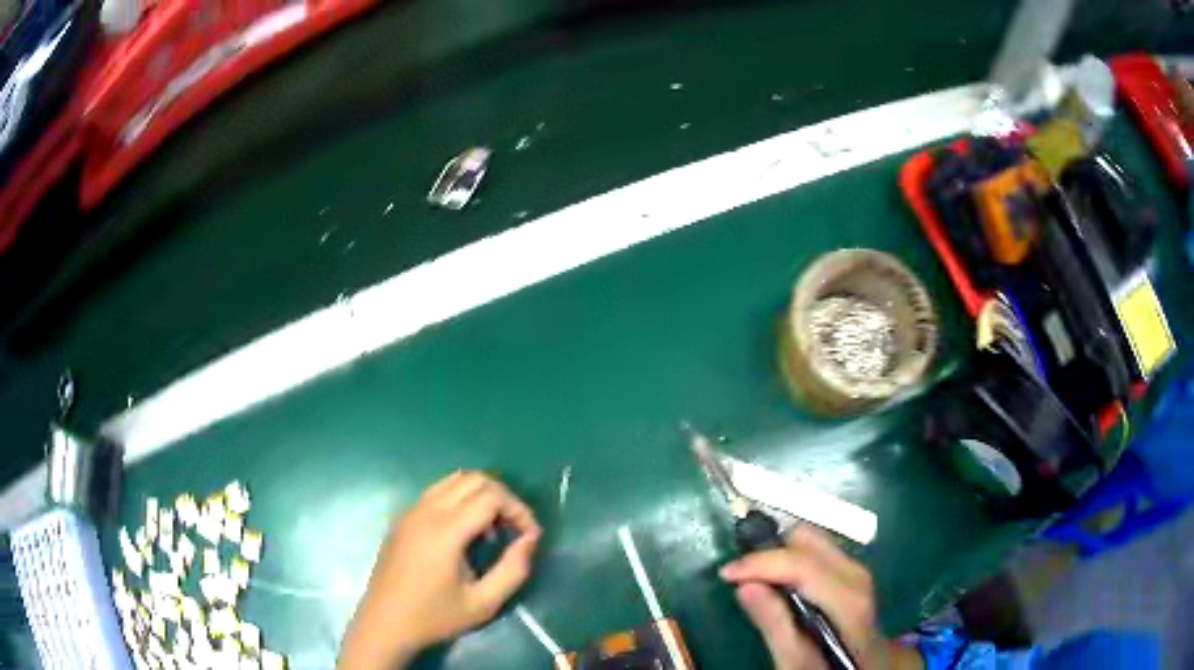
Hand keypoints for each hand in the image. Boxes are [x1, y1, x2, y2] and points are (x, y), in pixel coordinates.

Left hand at [338, 472, 541, 669]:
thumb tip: (529, 539)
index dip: (519, 510)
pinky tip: (464, 532)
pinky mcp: (402, 518)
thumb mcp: (484, 603)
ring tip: (492, 529)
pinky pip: (437, 492)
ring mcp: (410, 511)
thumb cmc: (435, 617)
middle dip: (503, 498)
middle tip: (515, 529)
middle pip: (474, 479)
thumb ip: (514, 570)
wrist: (385, 624)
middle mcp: (426, 510)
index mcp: (445, 530)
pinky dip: (460, 499)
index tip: (530, 536)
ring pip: (454, 480)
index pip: (491, 495)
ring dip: (481, 495)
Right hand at [719, 525, 919, 669]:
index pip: (803, 564)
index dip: (762, 563)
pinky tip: (780, 581)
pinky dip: (791, 556)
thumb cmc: (827, 669)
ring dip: (779, 552)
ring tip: (756, 579)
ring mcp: (857, 569)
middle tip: (742, 577)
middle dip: (770, 552)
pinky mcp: (852, 569)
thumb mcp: (795, 662)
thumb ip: (774, 625)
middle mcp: (856, 575)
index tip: (726, 574)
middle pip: (809, 539)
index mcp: (847, 601)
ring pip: (812, 539)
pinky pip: (817, 548)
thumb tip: (744, 585)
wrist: (867, 668)